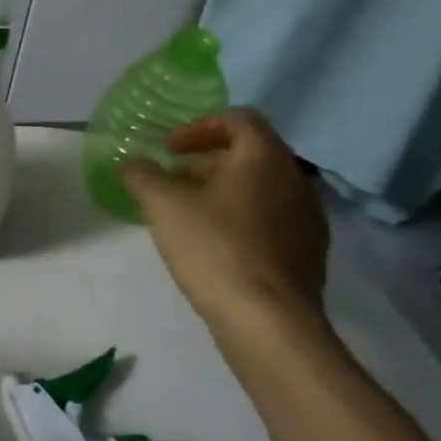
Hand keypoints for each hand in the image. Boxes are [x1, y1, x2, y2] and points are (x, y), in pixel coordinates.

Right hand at [122, 108, 329, 343]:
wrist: (268, 322)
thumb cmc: (214, 247)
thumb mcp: (161, 203)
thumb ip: (141, 174)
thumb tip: (130, 162)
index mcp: (265, 158)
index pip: (239, 119)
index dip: (199, 126)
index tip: (169, 148)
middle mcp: (296, 180)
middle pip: (250, 154)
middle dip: (206, 161)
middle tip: (172, 180)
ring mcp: (308, 219)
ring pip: (261, 188)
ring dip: (223, 190)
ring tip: (188, 214)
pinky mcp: (309, 254)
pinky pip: (271, 220)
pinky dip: (241, 218)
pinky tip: (214, 245)